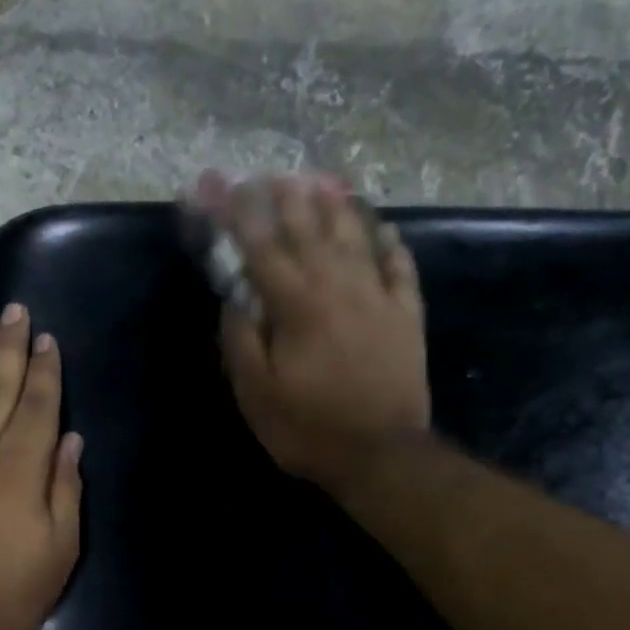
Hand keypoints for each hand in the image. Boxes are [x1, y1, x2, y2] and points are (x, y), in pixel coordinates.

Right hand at [196, 171, 429, 488]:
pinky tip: (384, 228)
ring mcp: (378, 298)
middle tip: (273, 174)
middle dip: (287, 200)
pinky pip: (400, 268)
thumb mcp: (256, 394)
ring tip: (323, 181)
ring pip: (356, 238)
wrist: (382, 454)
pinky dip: (391, 244)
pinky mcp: (407, 317)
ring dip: (337, 207)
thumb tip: (235, 297)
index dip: (238, 215)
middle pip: (310, 232)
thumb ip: (241, 340)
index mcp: (297, 306)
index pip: (261, 248)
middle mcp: (338, 288)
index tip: (222, 187)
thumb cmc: (309, 428)